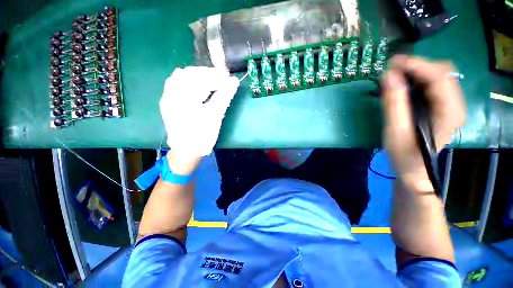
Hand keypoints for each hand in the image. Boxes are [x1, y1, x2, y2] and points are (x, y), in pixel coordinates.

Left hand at [160, 67, 238, 158]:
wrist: (187, 150)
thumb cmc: (202, 136)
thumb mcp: (215, 117)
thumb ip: (224, 97)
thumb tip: (234, 82)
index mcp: (183, 98)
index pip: (200, 78)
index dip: (216, 76)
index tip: (229, 78)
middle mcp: (171, 94)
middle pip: (189, 74)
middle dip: (207, 74)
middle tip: (222, 79)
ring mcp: (168, 97)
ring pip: (181, 76)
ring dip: (198, 75)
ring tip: (212, 81)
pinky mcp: (168, 101)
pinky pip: (176, 83)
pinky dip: (189, 80)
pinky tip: (198, 85)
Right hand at [381, 56, 465, 192]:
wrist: (414, 169)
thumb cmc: (404, 154)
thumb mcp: (395, 131)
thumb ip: (393, 104)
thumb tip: (387, 76)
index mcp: (449, 112)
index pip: (439, 77)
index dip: (416, 65)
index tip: (392, 63)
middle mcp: (455, 104)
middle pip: (442, 72)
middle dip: (416, 66)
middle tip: (391, 70)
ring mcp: (450, 104)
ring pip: (438, 75)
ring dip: (416, 71)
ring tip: (394, 76)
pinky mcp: (441, 106)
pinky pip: (432, 84)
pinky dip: (416, 79)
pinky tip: (402, 84)